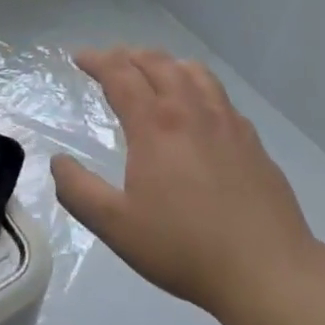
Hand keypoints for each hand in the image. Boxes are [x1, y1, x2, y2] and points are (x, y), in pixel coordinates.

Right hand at [52, 47, 313, 323]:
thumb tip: (57, 162)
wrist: (267, 269)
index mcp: (155, 125)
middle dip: (129, 55)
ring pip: (193, 71)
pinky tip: (198, 109)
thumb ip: (79, 191)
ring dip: (166, 63)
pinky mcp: (251, 139)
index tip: (81, 57)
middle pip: (158, 63)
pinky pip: (219, 95)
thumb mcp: (117, 227)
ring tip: (154, 72)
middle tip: (112, 61)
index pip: (121, 74)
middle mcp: (190, 110)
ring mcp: (226, 121)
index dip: (98, 60)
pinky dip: (198, 86)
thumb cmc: (184, 247)